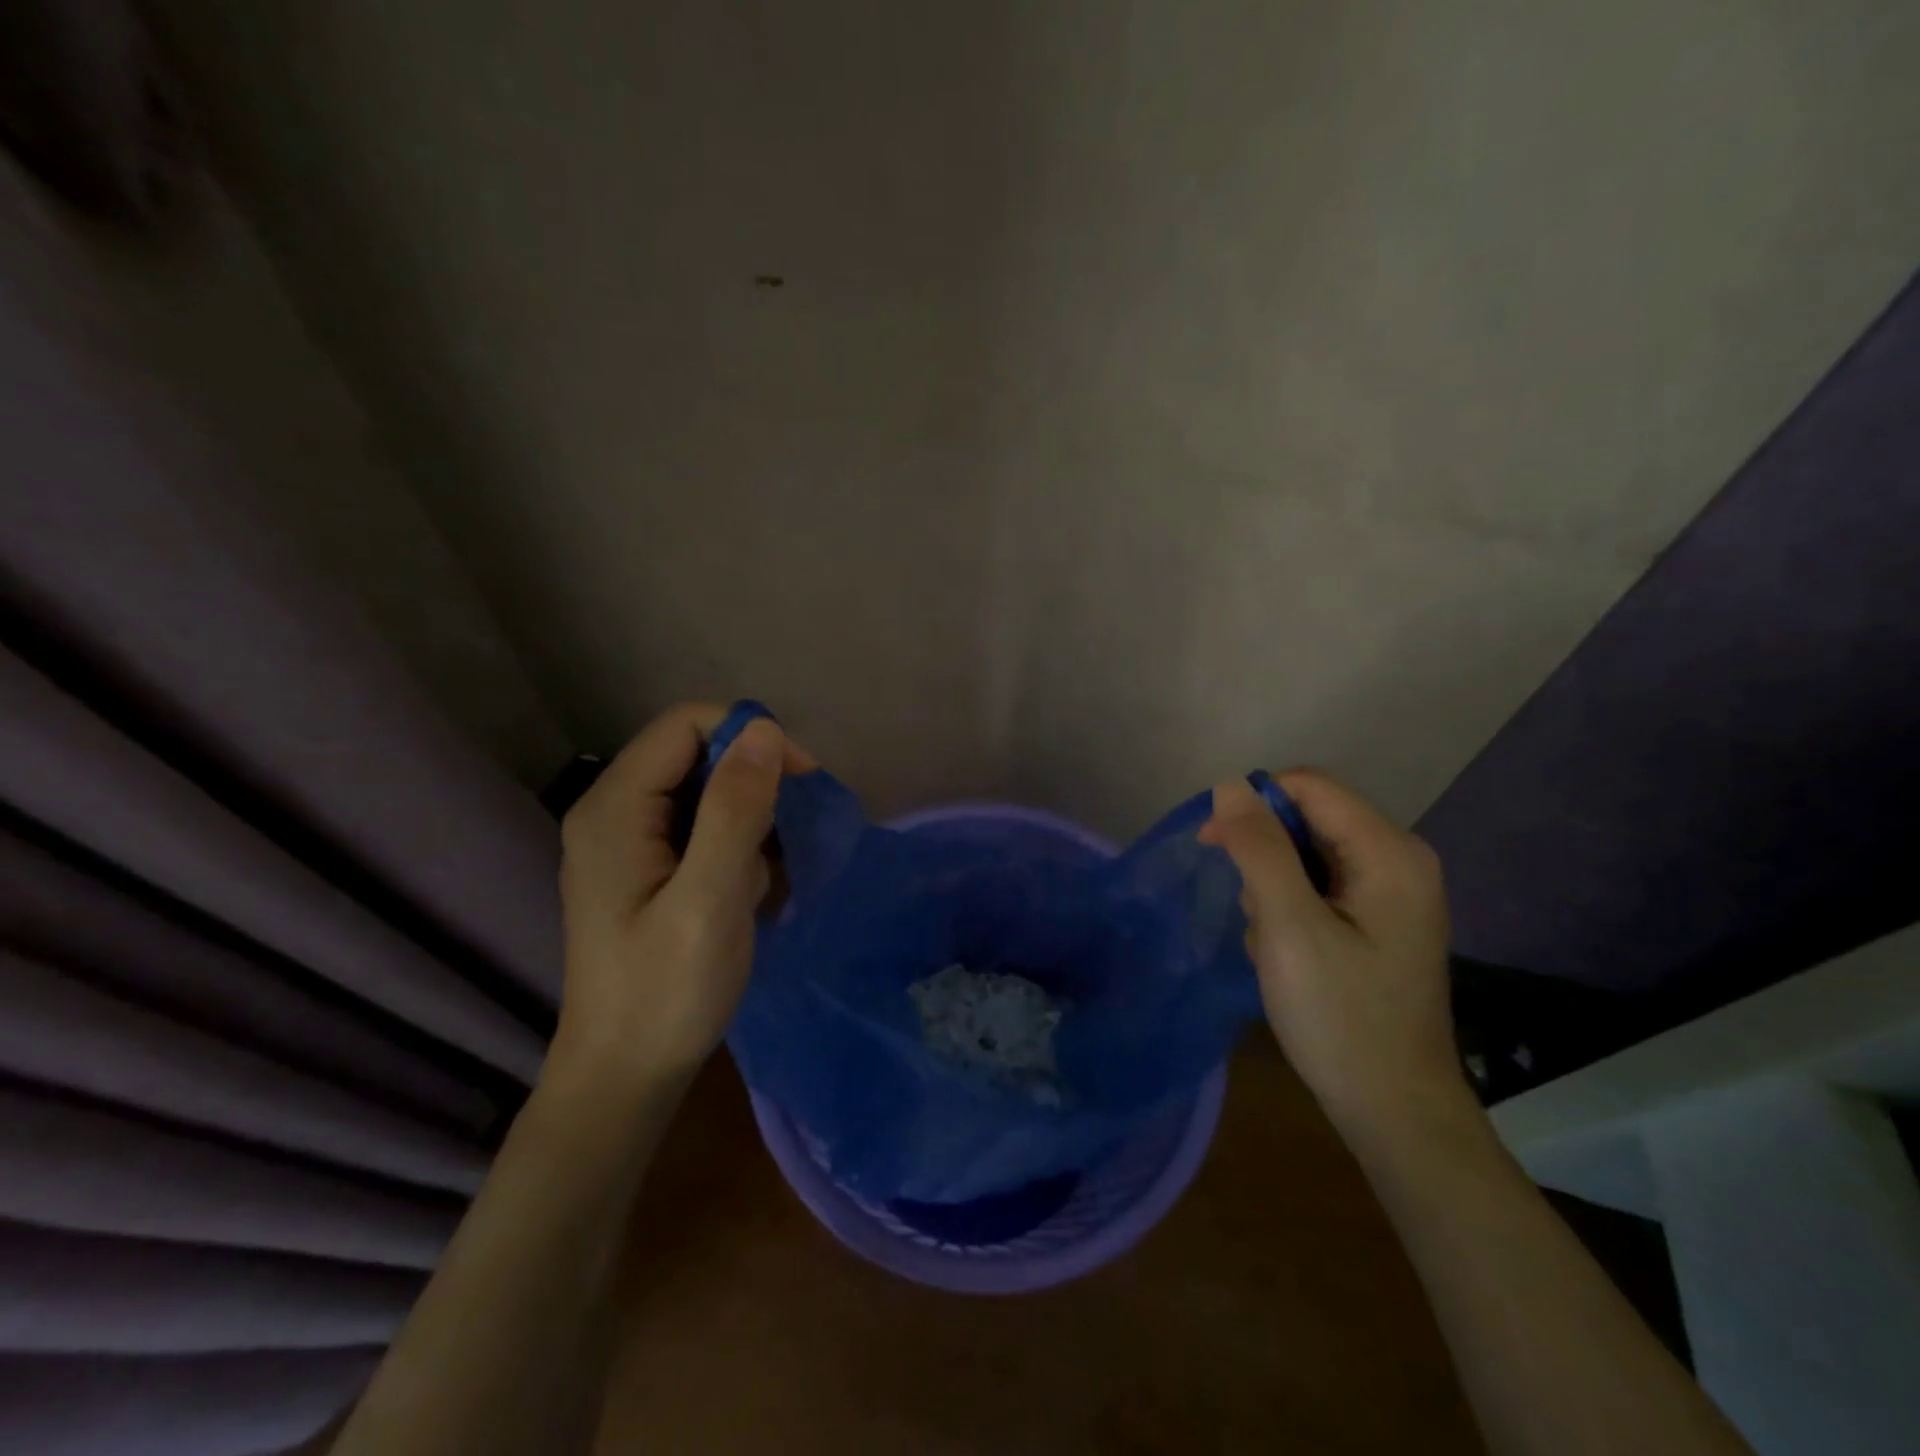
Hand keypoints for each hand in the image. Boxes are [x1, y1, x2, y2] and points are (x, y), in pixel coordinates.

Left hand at [551, 704, 812, 1090]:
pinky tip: (747, 891)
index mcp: (615, 808)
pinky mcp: (647, 867)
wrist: (625, 1075)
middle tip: (789, 837)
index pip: (686, 724)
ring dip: (749, 821)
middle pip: (695, 753)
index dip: (748, 736)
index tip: (800, 779)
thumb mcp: (709, 900)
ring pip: (705, 790)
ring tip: (761, 878)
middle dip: (753, 784)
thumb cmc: (665, 993)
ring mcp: (629, 841)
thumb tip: (764, 730)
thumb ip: (735, 811)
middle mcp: (614, 811)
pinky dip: (737, 846)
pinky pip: (703, 826)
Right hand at [1200, 771, 1466, 1140]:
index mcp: (1389, 852)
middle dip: (1265, 860)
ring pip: (1305, 856)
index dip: (1253, 805)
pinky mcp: (1378, 919)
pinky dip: (1289, 911)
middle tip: (1258, 918)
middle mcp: (1398, 859)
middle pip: (1306, 820)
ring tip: (1275, 947)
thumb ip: (1259, 849)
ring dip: (1272, 891)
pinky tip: (1289, 956)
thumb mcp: (1289, 926)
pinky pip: (1317, 887)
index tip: (1213, 847)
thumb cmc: (1341, 1016)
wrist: (1394, 1110)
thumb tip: (1229, 785)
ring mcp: (1391, 892)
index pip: (1308, 786)